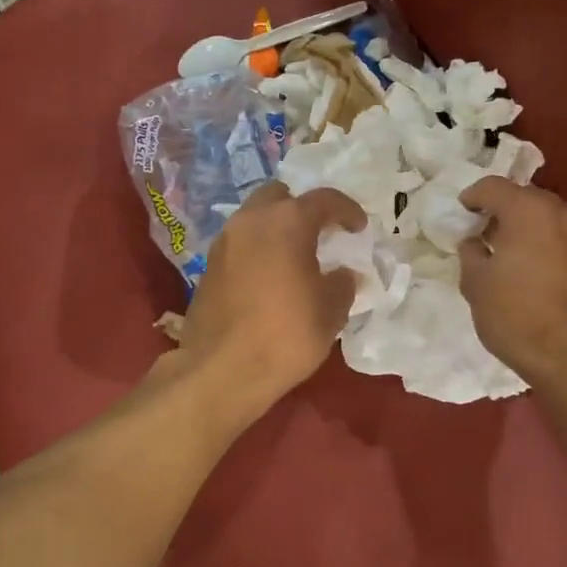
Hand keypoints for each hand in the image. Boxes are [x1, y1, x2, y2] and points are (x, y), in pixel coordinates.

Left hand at [170, 181, 365, 416]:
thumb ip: (342, 284)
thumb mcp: (330, 311)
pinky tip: (270, 277)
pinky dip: (257, 249)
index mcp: (287, 222)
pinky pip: (239, 244)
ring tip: (294, 256)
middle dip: (301, 209)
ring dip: (276, 228)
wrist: (222, 370)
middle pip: (279, 197)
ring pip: (254, 218)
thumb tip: (343, 274)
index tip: (358, 227)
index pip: (323, 199)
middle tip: (319, 234)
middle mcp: (251, 221)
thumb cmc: (286, 335)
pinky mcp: (208, 266)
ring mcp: (224, 242)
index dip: (346, 210)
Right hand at [457, 178, 566, 386]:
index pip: (493, 187)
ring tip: (521, 258)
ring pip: (556, 221)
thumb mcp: (476, 286)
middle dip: (507, 213)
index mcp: (529, 211)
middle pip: (529, 199)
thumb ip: (471, 255)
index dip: (473, 197)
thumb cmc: (517, 317)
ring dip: (535, 231)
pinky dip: (558, 250)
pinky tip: (548, 277)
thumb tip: (474, 243)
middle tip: (490, 237)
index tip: (463, 213)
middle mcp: (565, 213)